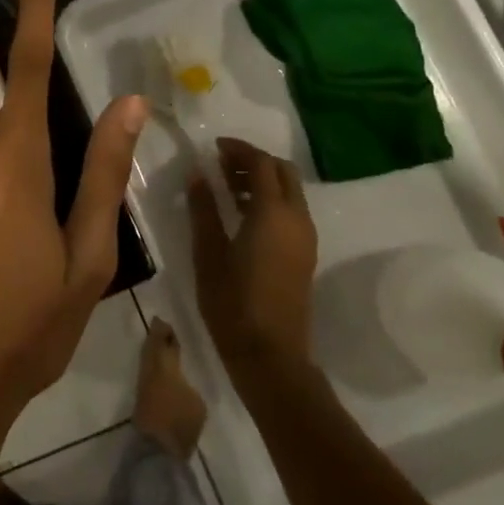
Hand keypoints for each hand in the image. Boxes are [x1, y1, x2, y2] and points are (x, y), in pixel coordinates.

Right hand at [188, 139, 317, 387]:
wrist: (271, 357)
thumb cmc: (233, 302)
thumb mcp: (208, 252)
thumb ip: (203, 208)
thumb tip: (198, 174)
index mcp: (273, 213)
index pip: (261, 163)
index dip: (238, 149)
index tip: (213, 147)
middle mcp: (296, 218)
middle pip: (282, 171)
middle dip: (254, 161)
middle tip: (221, 164)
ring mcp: (305, 238)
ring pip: (289, 191)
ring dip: (262, 180)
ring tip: (225, 188)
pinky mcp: (304, 254)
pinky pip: (290, 211)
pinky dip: (269, 200)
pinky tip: (240, 214)